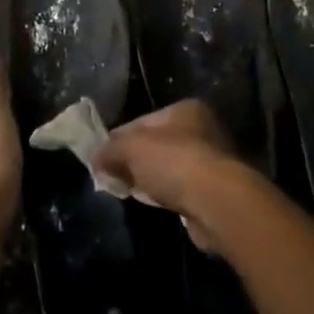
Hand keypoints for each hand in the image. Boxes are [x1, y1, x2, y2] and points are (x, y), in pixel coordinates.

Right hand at [94, 100, 260, 252]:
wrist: (218, 203)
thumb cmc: (174, 163)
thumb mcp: (131, 148)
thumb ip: (110, 149)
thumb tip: (96, 158)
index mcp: (185, 109)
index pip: (141, 120)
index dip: (118, 139)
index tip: (101, 159)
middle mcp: (203, 129)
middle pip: (156, 144)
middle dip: (134, 161)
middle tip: (113, 177)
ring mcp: (212, 160)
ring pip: (169, 168)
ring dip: (151, 179)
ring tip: (132, 193)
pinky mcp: (215, 190)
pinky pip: (181, 189)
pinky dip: (168, 195)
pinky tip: (157, 204)